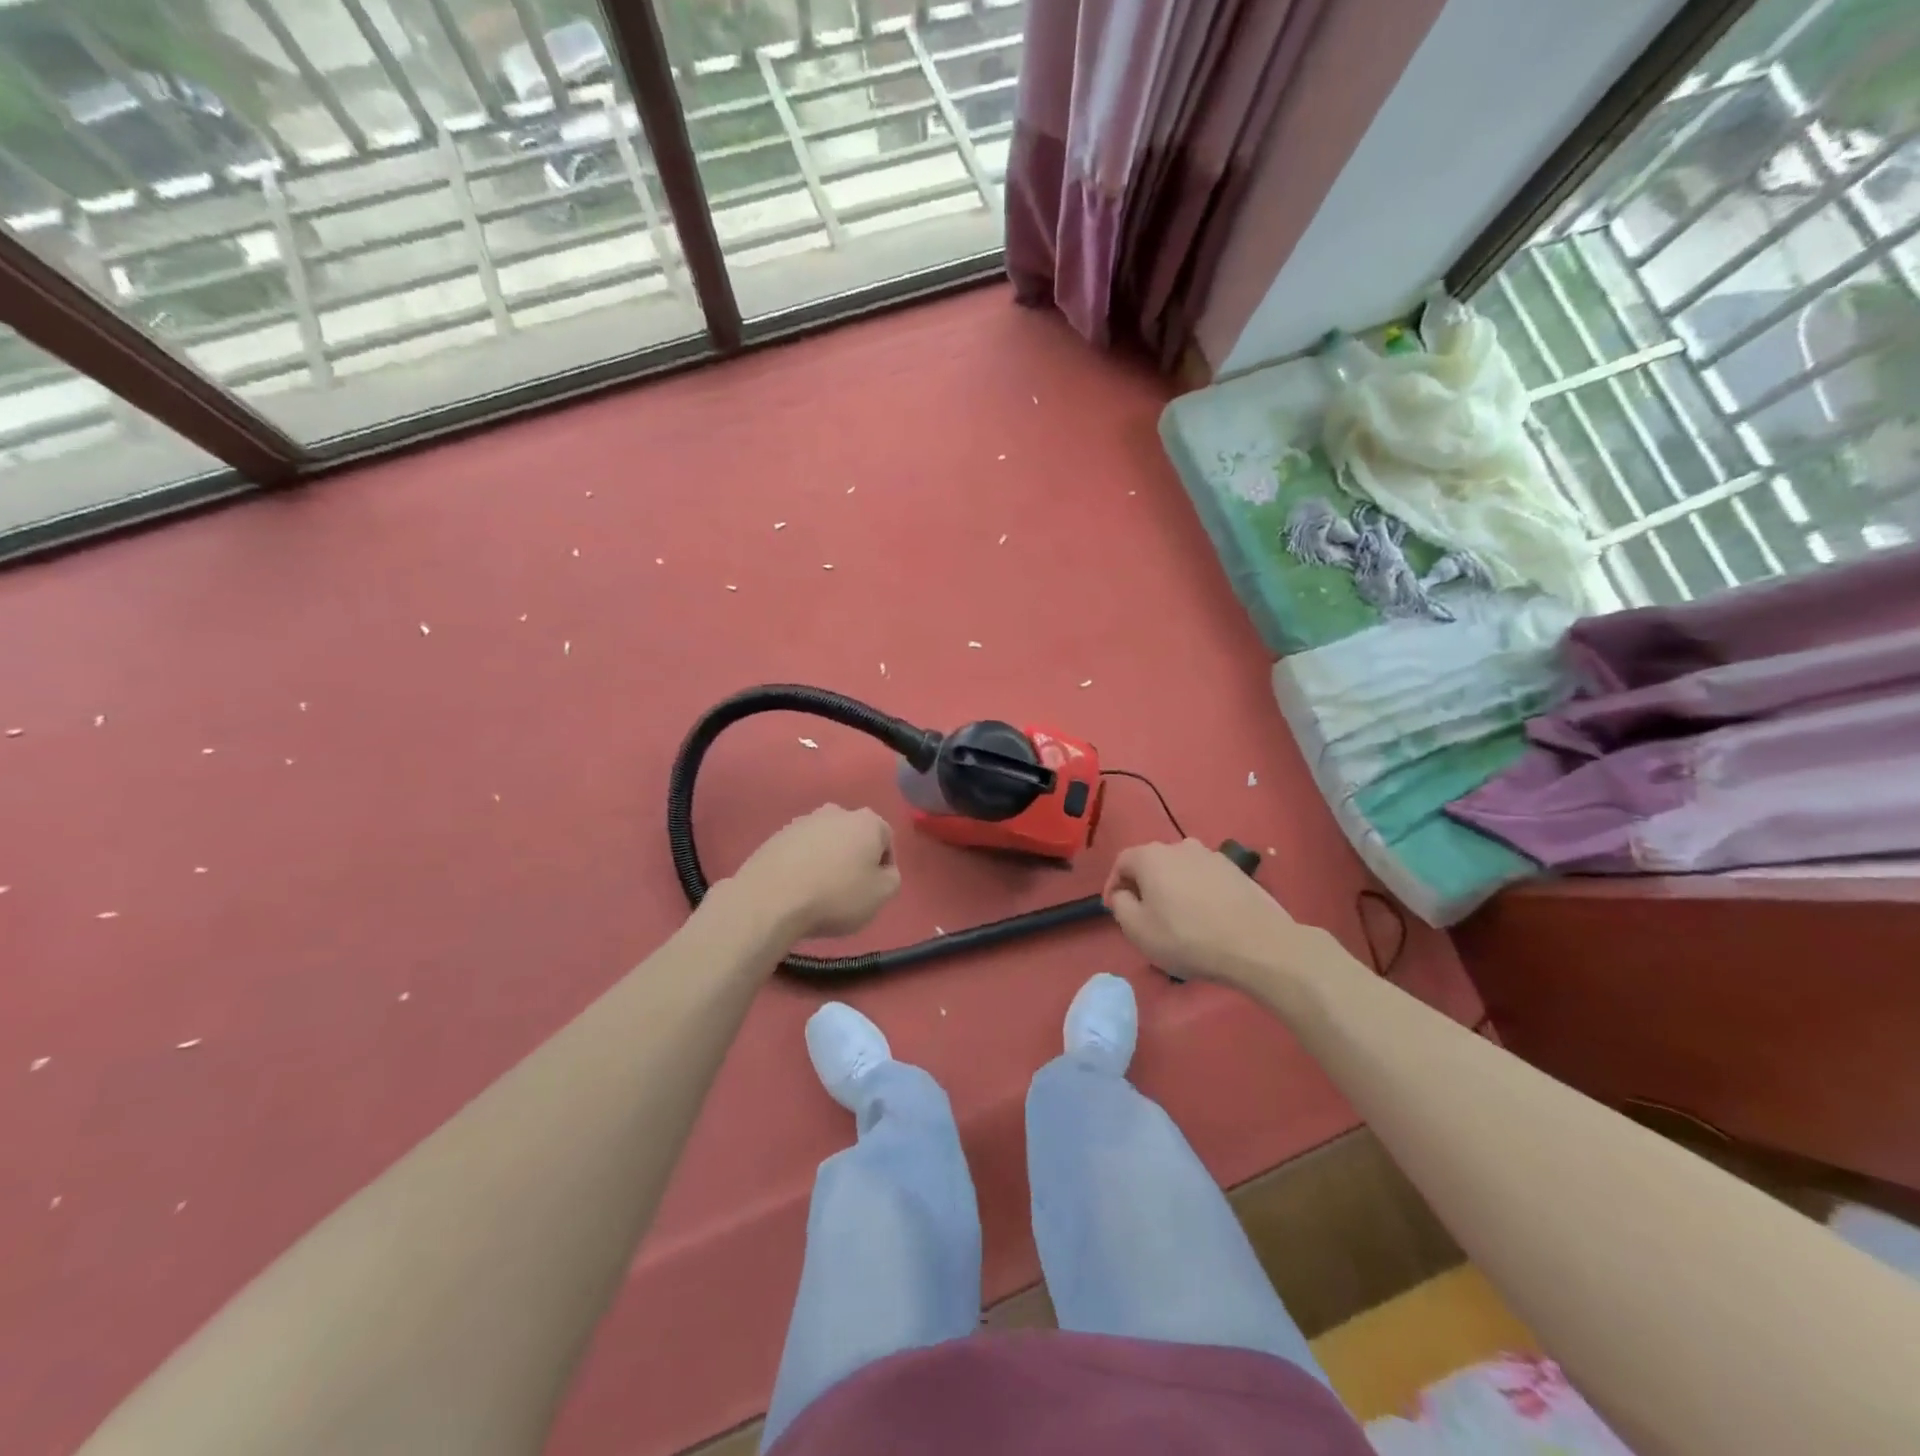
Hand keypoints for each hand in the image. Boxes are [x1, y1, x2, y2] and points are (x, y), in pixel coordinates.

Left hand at [730, 804, 900, 941]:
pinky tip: (797, 889)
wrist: (771, 899)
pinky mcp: (775, 837)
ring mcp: (802, 822)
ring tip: (819, 892)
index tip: (873, 890)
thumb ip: (892, 878)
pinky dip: (803, 866)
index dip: (883, 867)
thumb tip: (883, 871)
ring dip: (828, 861)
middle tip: (848, 890)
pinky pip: (800, 852)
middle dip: (854, 858)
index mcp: (866, 821)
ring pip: (825, 842)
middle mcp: (835, 812)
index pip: (886, 839)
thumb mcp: (881, 895)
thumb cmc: (836, 896)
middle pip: (854, 837)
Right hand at [1103, 839, 1331, 992]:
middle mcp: (1180, 846)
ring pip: (1180, 870)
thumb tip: (1125, 893)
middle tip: (1145, 916)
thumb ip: (1121, 905)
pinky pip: (1205, 879)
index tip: (1115, 909)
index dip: (1114, 885)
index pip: (1121, 862)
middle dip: (1144, 886)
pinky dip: (1198, 893)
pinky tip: (1206, 918)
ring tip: (1178, 919)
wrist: (1258, 945)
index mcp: (1151, 856)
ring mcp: (1212, 856)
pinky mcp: (1237, 871)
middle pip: (1152, 863)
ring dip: (1172, 889)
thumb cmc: (1188, 938)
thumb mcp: (1138, 930)